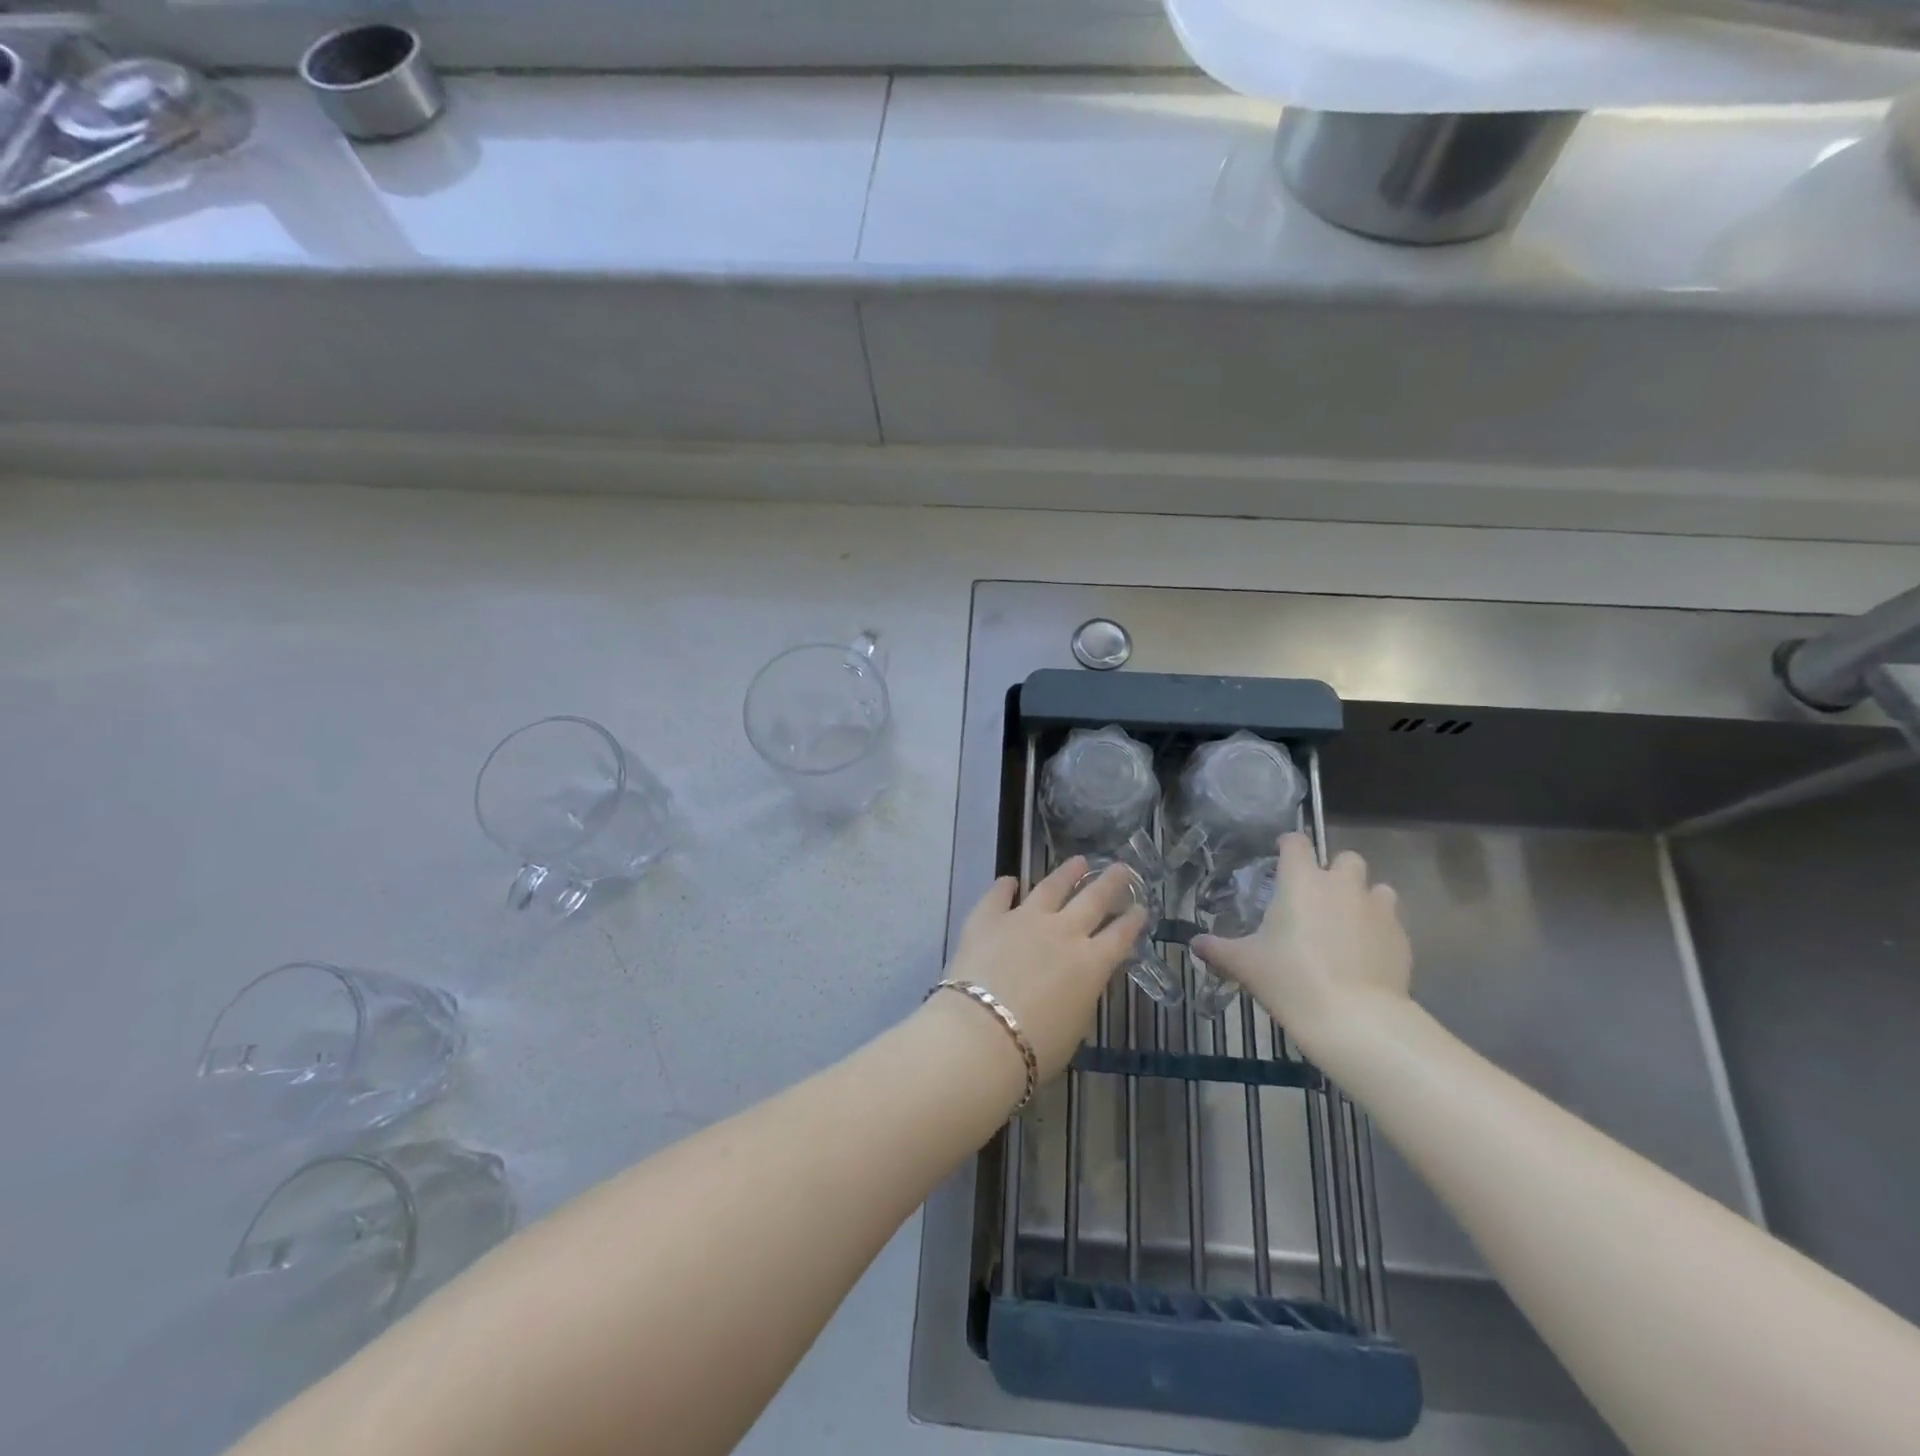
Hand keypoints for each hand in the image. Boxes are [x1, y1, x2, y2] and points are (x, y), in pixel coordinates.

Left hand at [942, 858, 1147, 1080]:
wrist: (981, 1035)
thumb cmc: (1035, 1047)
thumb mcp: (1075, 1026)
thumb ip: (1082, 994)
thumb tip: (1079, 980)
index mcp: (1091, 963)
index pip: (1120, 935)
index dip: (1133, 921)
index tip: (1140, 907)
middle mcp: (1063, 932)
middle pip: (1093, 899)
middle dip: (1110, 883)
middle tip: (1121, 867)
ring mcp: (1024, 918)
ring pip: (1051, 887)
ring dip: (1067, 873)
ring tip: (1078, 861)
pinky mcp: (988, 917)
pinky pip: (999, 894)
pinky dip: (1005, 886)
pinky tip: (1010, 879)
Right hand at [1192, 833, 1411, 1058]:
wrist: (1355, 1019)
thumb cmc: (1291, 979)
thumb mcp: (1245, 965)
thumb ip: (1218, 949)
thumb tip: (1194, 944)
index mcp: (1301, 881)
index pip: (1296, 842)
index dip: (1287, 846)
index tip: (1280, 858)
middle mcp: (1342, 885)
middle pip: (1346, 858)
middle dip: (1334, 871)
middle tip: (1317, 898)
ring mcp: (1377, 910)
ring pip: (1376, 888)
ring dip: (1362, 897)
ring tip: (1347, 923)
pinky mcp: (1401, 938)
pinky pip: (1390, 921)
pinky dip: (1378, 929)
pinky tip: (1365, 954)